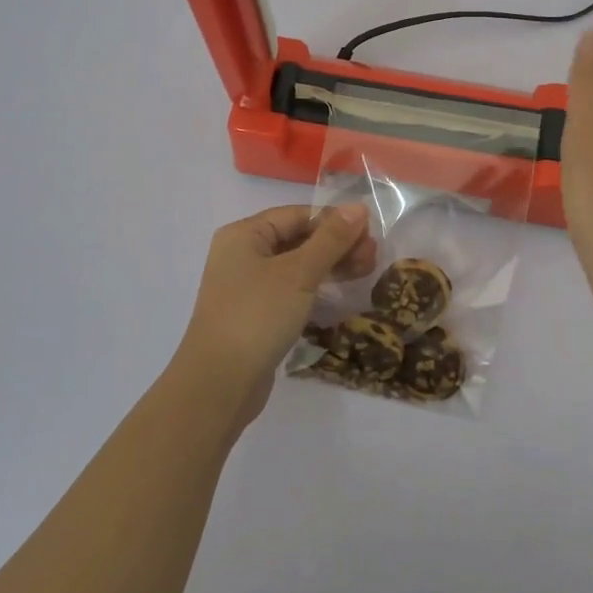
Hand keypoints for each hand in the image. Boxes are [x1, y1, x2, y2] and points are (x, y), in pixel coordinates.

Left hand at [175, 203, 375, 420]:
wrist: (219, 384)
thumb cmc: (258, 316)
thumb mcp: (299, 273)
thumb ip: (331, 239)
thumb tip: (358, 207)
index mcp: (244, 235)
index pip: (297, 215)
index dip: (334, 221)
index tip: (370, 233)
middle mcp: (242, 255)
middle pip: (297, 238)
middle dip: (336, 245)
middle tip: (373, 257)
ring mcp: (246, 287)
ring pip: (296, 266)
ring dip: (330, 266)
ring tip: (365, 272)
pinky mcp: (255, 314)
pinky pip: (290, 290)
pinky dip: (315, 288)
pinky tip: (339, 294)